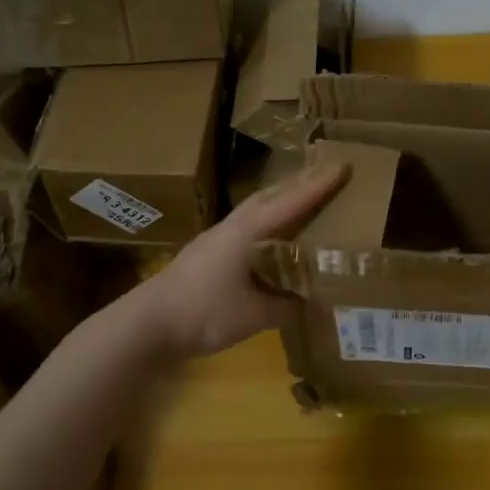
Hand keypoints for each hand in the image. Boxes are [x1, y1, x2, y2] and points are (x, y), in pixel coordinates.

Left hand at [136, 165, 347, 357]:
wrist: (147, 323)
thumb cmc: (203, 312)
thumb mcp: (254, 315)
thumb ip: (285, 306)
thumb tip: (309, 301)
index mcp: (248, 232)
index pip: (291, 202)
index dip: (318, 187)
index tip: (343, 166)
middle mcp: (233, 227)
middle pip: (271, 196)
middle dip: (300, 185)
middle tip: (328, 178)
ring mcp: (216, 238)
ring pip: (256, 209)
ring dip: (282, 201)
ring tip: (305, 202)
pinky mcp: (207, 253)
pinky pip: (247, 226)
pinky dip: (267, 222)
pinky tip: (272, 238)